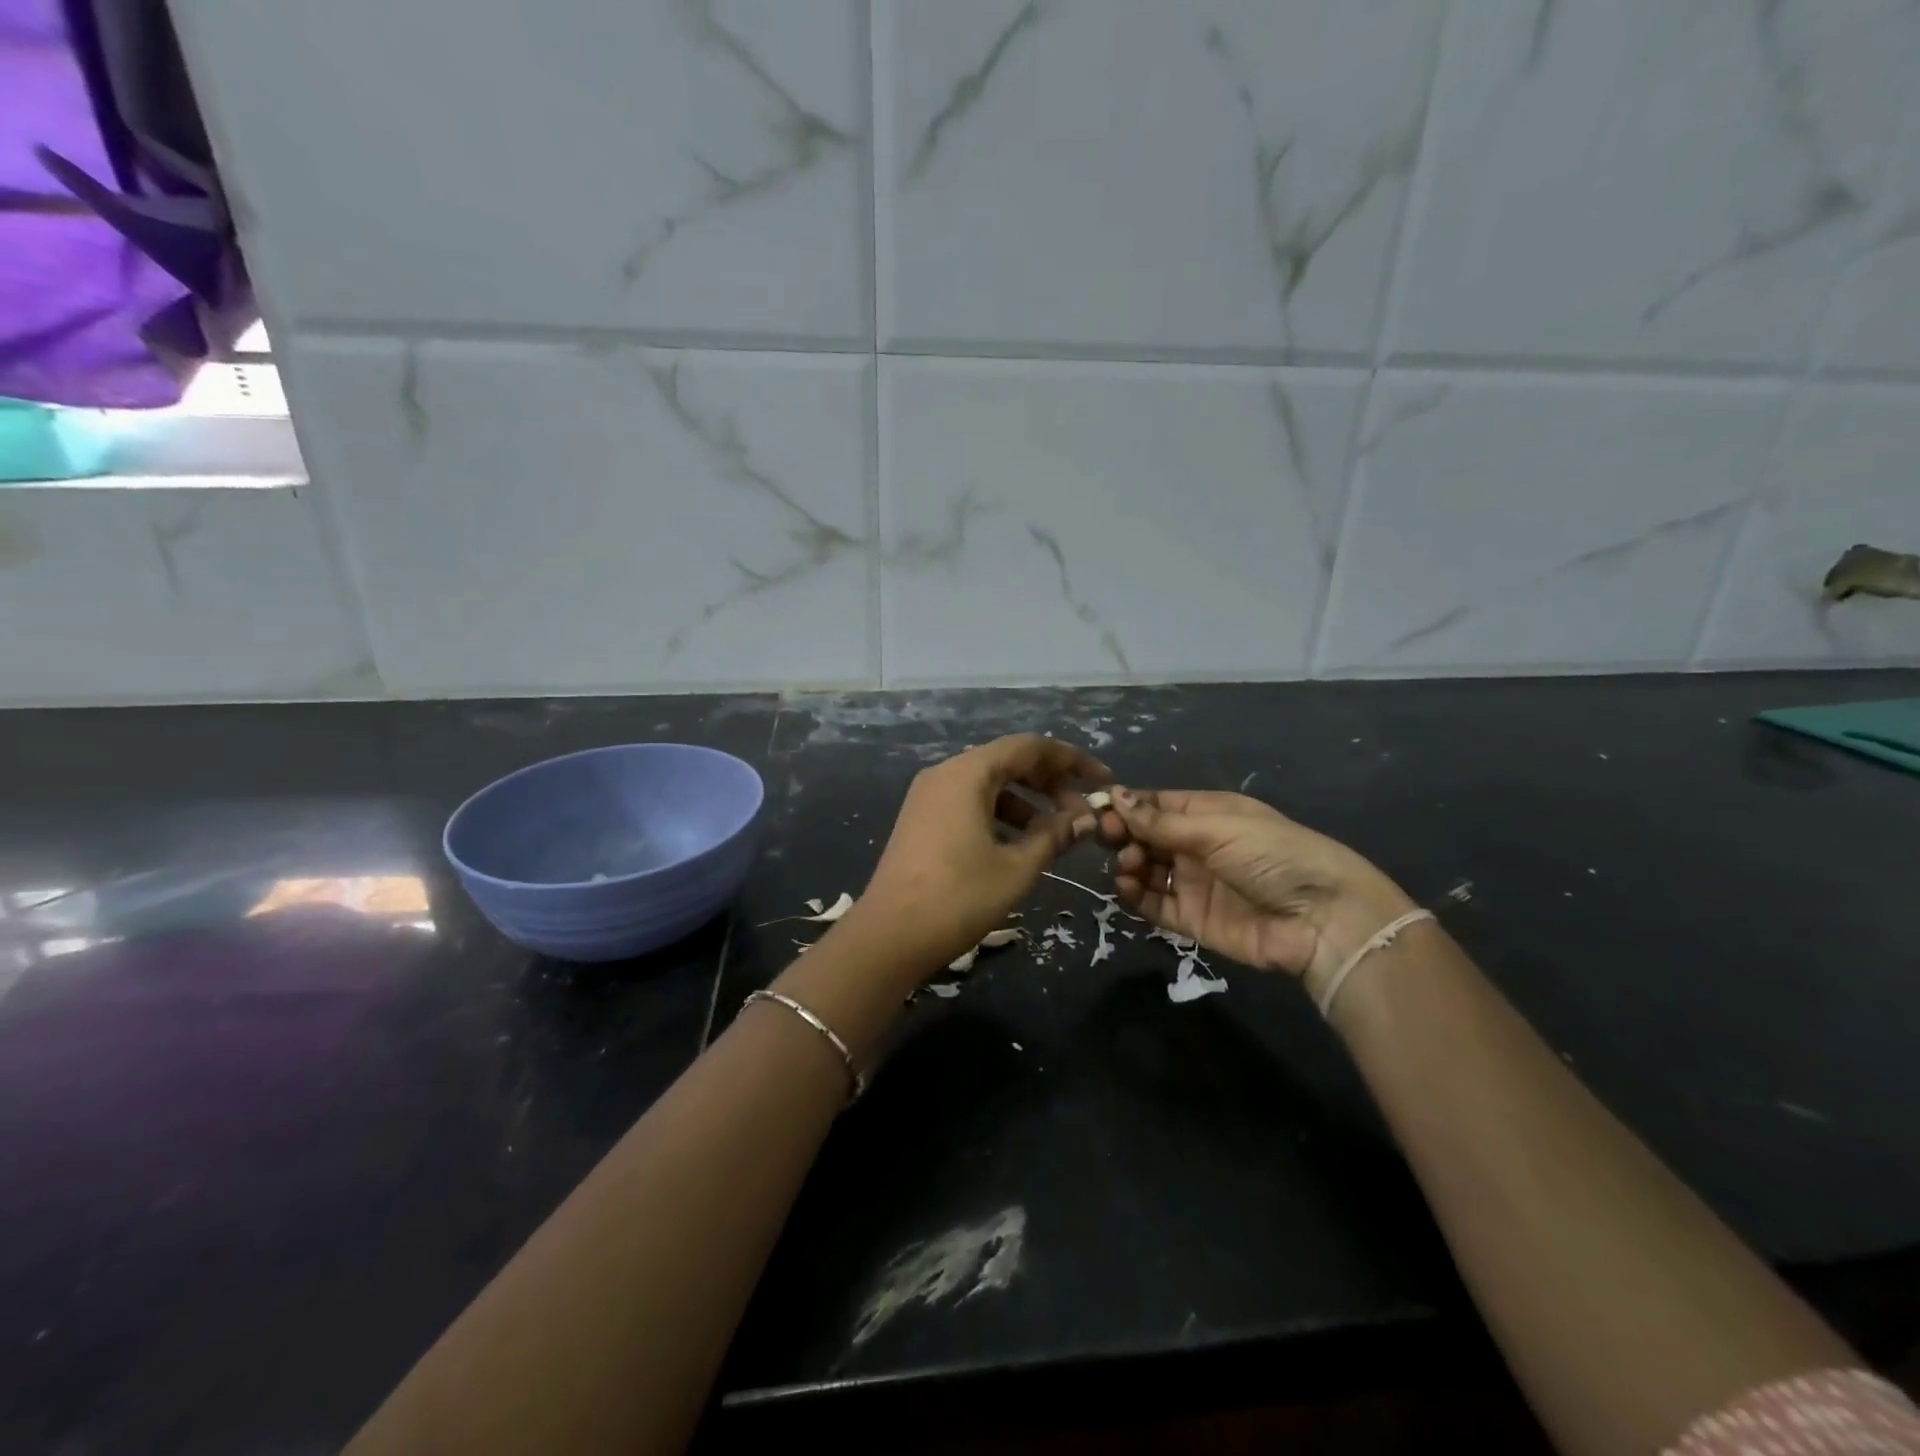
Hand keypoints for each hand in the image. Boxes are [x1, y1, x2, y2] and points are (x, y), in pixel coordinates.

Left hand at [853, 734, 1109, 974]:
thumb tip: (1084, 820)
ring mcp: (928, 796)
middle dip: (1050, 782)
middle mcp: (945, 773)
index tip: (1103, 780)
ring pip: (989, 784)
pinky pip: (969, 802)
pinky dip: (1000, 814)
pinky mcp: (921, 820)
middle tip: (1083, 811)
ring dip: (1027, 801)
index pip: (1029, 747)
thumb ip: (1054, 836)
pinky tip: (1020, 842)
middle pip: (1008, 761)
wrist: (889, 937)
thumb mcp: (1017, 867)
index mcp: (968, 773)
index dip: (1070, 760)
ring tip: (1058, 832)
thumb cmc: (959, 897)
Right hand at [1105, 787, 1414, 993]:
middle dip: (1123, 834)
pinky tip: (1127, 886)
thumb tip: (1114, 795)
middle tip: (1108, 838)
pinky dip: (1135, 895)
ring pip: (1145, 869)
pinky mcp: (1192, 919)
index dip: (1127, 805)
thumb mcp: (1217, 829)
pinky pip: (1153, 904)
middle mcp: (1197, 846)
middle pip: (1145, 836)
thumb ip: (1161, 821)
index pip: (1156, 805)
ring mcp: (1193, 883)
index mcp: (1208, 814)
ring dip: (1128, 863)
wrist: (1322, 920)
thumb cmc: (1272, 855)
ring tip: (1128, 865)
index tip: (1099, 809)